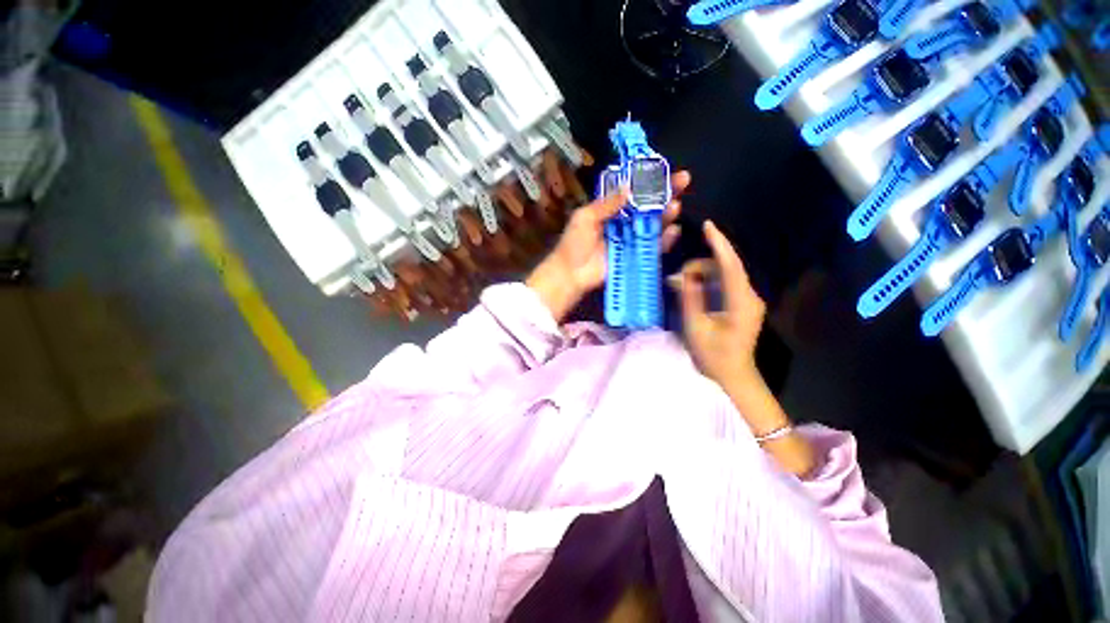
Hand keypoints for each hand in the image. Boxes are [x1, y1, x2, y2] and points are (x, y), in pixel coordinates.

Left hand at [527, 171, 689, 321]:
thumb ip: (607, 204)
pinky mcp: (635, 256)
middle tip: (683, 180)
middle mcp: (623, 222)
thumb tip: (629, 186)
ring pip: (653, 224)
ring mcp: (630, 240)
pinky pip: (652, 247)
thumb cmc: (574, 243)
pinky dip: (664, 240)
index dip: (648, 180)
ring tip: (675, 206)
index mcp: (610, 210)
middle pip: (647, 206)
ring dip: (666, 215)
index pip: (632, 191)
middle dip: (666, 193)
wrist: (571, 273)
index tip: (663, 169)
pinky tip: (673, 231)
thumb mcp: (585, 217)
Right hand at [675, 220, 767, 393]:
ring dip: (701, 275)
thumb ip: (689, 298)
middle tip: (676, 279)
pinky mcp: (742, 303)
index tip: (707, 226)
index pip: (731, 265)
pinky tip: (691, 289)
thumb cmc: (713, 355)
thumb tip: (680, 277)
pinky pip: (724, 283)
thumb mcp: (695, 327)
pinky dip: (707, 282)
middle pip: (725, 268)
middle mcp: (749, 296)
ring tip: (679, 286)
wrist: (732, 375)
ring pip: (723, 274)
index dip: (719, 244)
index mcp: (741, 302)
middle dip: (699, 266)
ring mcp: (747, 299)